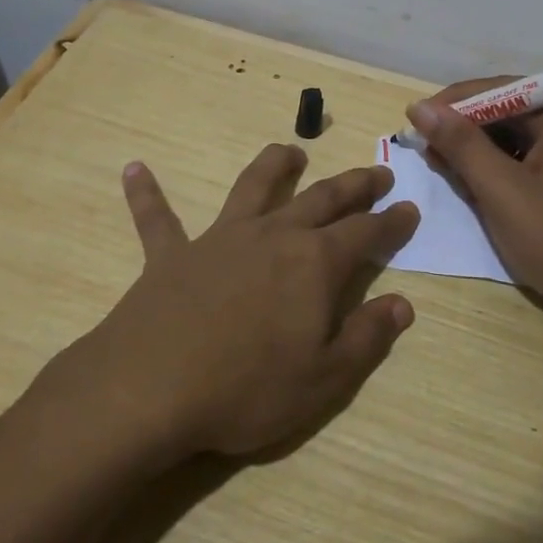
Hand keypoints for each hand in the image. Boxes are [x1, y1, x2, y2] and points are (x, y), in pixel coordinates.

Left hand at [75, 143, 420, 458]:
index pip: (366, 233)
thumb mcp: (324, 378)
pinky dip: (147, 194)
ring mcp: (219, 239)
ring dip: (274, 165)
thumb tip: (402, 304)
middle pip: (322, 198)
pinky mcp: (171, 255)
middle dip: (354, 185)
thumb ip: (367, 337)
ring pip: (253, 187)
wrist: (151, 390)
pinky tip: (134, 169)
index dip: (392, 222)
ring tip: (292, 152)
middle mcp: (272, 236)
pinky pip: (157, 219)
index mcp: (314, 263)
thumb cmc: (248, 389)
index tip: (409, 208)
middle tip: (377, 173)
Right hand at [407, 81, 542, 321]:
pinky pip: (537, 155)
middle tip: (426, 149)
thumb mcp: (502, 192)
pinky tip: (481, 183)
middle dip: (466, 128)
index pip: (500, 90)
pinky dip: (506, 166)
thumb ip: (460, 145)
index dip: (452, 104)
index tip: (413, 122)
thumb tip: (419, 108)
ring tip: (447, 167)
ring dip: (483, 149)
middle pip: (512, 109)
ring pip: (522, 134)